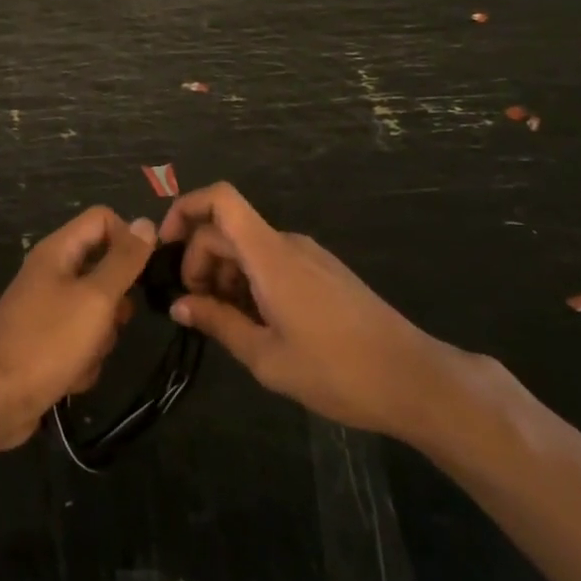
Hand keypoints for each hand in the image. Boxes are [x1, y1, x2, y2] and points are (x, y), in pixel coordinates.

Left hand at [0, 207, 152, 452]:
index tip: (141, 273)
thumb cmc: (48, 342)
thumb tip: (146, 222)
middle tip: (111, 322)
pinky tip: (72, 376)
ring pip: (96, 310)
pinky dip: (83, 358)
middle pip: (103, 268)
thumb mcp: (95, 298)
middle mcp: (51, 272)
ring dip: (100, 337)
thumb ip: (123, 261)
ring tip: (86, 355)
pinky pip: (81, 340)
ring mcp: (46, 308)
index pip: (102, 220)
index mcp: (57, 250)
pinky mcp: (46, 341)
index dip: (127, 239)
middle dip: (115, 302)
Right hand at [159, 182, 453, 440]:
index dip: (185, 209)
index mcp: (270, 255)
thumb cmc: (337, 371)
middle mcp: (287, 243)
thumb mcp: (267, 357)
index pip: (220, 200)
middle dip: (199, 261)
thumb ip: (218, 324)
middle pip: (227, 229)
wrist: (415, 380)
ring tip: (227, 324)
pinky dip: (251, 281)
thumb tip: (179, 305)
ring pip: (249, 247)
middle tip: (196, 310)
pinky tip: (259, 323)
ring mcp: (309, 256)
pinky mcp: (324, 271)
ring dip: (225, 275)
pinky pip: (273, 261)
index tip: (165, 248)